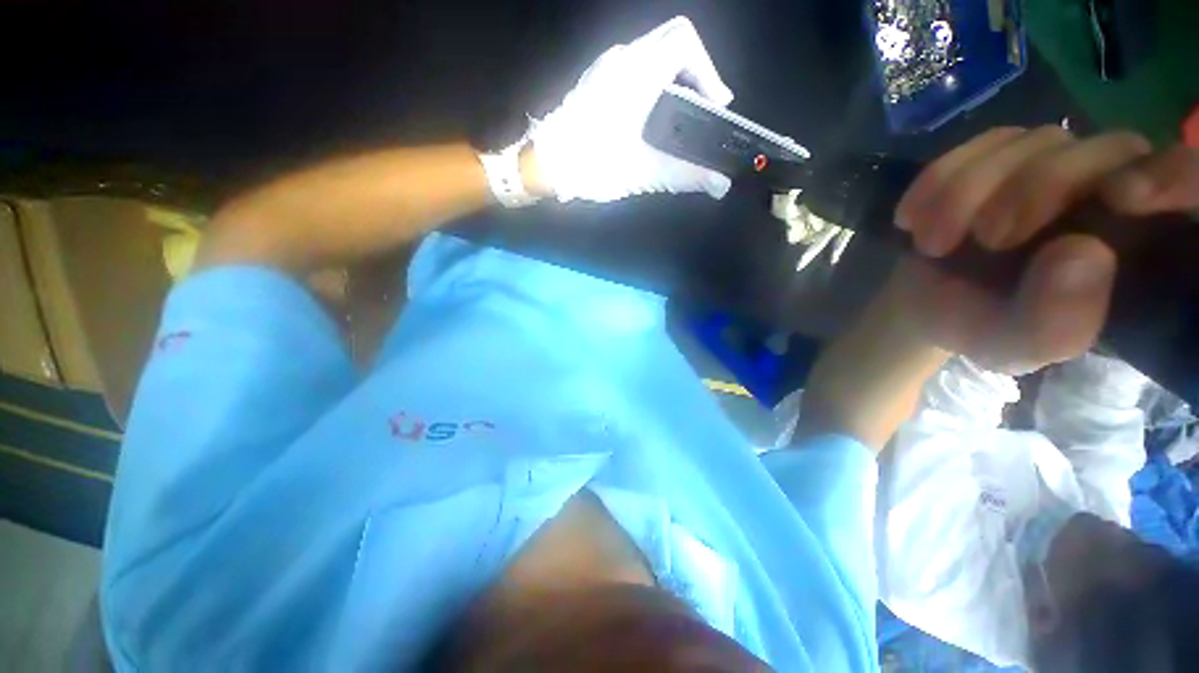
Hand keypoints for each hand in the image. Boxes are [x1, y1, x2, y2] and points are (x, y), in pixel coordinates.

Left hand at [529, 17, 734, 202]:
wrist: (543, 166)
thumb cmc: (591, 166)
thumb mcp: (643, 172)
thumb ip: (686, 176)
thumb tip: (721, 185)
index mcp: (636, 73)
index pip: (685, 42)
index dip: (709, 70)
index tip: (714, 105)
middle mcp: (621, 58)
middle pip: (673, 41)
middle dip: (696, 72)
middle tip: (703, 109)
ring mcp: (606, 67)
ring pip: (653, 52)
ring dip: (675, 78)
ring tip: (683, 117)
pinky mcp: (597, 81)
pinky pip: (636, 66)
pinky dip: (656, 83)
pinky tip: (654, 118)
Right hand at [891, 127, 1198, 373]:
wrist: (926, 302)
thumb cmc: (980, 326)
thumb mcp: (1015, 347)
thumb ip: (1056, 323)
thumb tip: (1083, 253)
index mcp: (1139, 246)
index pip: (1192, 188)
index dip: (1175, 177)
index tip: (1123, 198)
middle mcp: (1114, 190)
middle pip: (1107, 151)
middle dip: (1037, 191)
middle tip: (985, 240)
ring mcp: (1059, 162)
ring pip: (1038, 142)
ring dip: (971, 192)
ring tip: (932, 244)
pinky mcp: (1005, 152)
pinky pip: (982, 143)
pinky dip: (940, 179)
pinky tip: (913, 219)